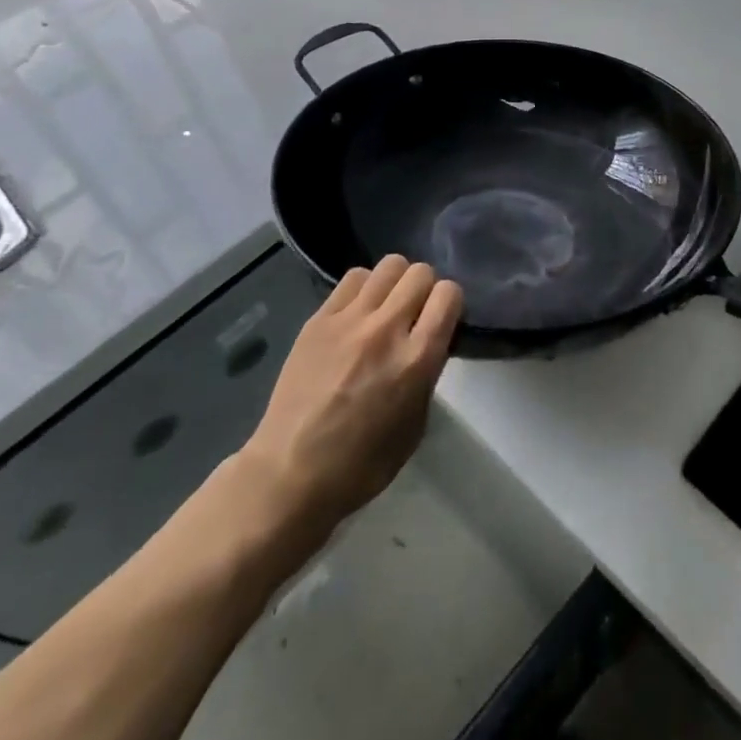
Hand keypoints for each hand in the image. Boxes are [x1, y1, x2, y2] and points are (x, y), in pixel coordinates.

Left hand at [238, 256, 462, 534]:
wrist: (290, 474)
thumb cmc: (361, 464)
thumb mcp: (415, 424)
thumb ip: (427, 373)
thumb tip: (428, 344)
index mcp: (417, 359)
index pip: (449, 293)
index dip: (450, 303)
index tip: (442, 319)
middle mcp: (387, 329)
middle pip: (420, 272)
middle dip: (425, 288)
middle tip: (415, 312)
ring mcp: (349, 320)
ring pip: (389, 265)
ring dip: (396, 282)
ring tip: (386, 306)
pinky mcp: (319, 319)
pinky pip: (353, 278)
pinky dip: (364, 288)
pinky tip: (358, 312)